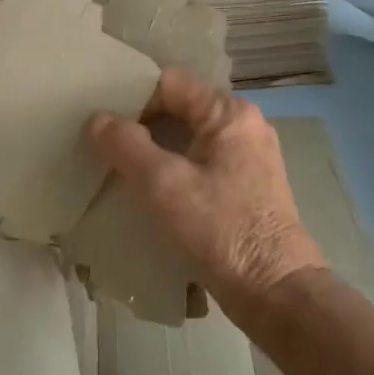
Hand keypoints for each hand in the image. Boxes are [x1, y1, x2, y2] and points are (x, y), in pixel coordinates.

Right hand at [86, 66, 325, 322]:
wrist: (275, 292)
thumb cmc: (220, 229)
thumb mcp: (163, 184)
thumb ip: (126, 145)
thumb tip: (98, 119)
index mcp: (229, 113)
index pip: (169, 82)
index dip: (132, 96)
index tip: (103, 122)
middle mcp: (244, 125)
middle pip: (179, 107)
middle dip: (141, 123)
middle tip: (104, 144)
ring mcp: (248, 156)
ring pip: (188, 137)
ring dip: (155, 149)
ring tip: (119, 166)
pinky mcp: (246, 186)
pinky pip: (200, 162)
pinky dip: (173, 168)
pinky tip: (150, 190)